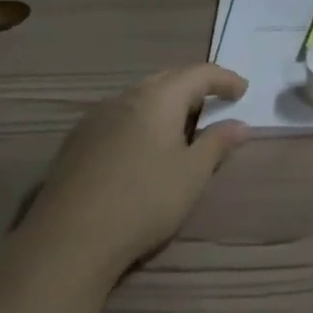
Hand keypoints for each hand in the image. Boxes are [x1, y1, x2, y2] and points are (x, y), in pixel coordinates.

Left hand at [28, 64, 249, 273]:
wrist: (70, 238)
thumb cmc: (144, 201)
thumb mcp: (192, 174)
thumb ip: (218, 143)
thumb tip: (240, 124)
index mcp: (158, 98)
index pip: (199, 73)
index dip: (224, 79)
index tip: (243, 90)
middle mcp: (126, 97)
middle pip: (167, 79)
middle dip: (194, 86)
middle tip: (215, 102)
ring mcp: (96, 117)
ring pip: (140, 97)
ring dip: (166, 103)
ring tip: (182, 126)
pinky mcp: (77, 141)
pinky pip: (119, 116)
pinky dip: (141, 120)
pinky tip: (144, 146)